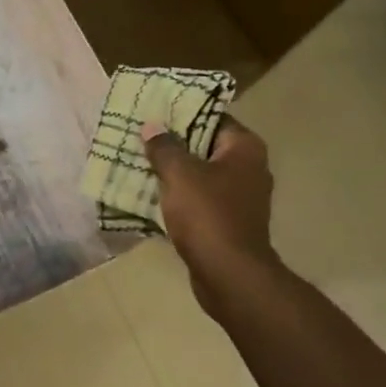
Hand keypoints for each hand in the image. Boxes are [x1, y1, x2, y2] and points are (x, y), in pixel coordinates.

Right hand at [142, 118, 281, 313]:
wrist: (229, 274)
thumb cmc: (208, 215)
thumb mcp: (179, 174)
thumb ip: (164, 147)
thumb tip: (153, 127)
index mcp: (244, 149)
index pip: (212, 118)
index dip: (182, 114)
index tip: (153, 112)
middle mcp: (248, 168)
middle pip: (204, 146)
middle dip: (172, 143)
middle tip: (139, 136)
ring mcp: (239, 197)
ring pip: (199, 174)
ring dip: (172, 171)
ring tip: (137, 162)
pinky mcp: (227, 221)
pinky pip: (198, 199)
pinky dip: (177, 196)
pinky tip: (149, 194)